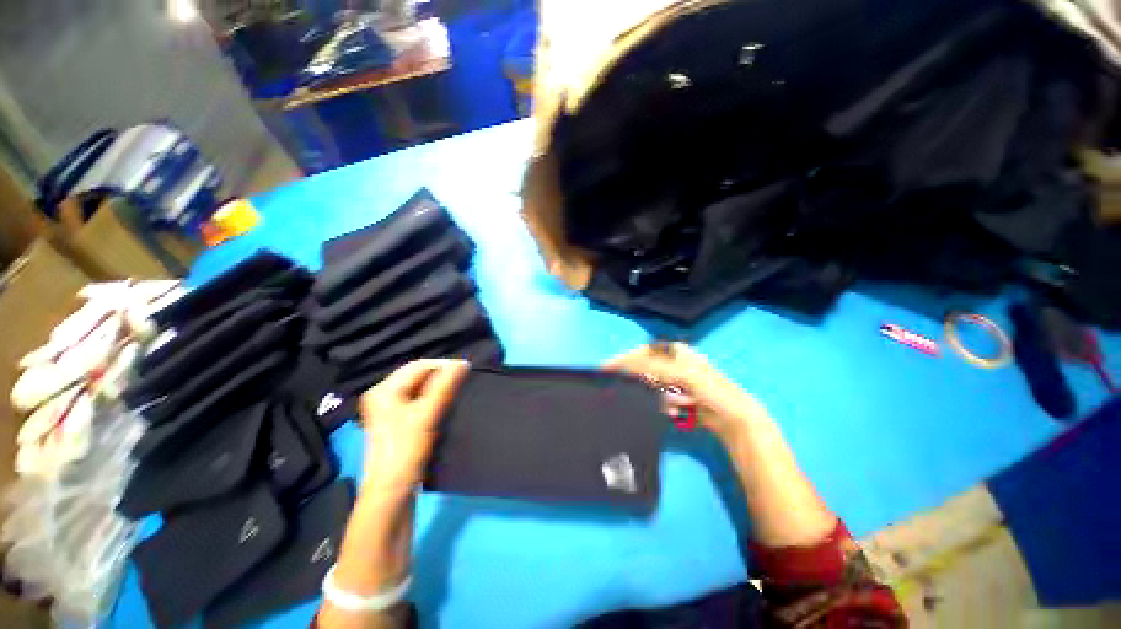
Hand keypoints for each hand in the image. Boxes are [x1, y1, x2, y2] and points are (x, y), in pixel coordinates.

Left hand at [359, 359, 469, 494]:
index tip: (467, 368)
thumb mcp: (426, 415)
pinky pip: (420, 401)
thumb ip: (444, 386)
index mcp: (383, 390)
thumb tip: (463, 363)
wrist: (392, 493)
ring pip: (420, 389)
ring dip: (440, 387)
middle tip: (464, 379)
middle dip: (441, 375)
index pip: (417, 366)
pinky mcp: (399, 423)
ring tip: (460, 389)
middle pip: (417, 376)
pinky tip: (448, 403)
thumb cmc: (405, 450)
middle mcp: (383, 396)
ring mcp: (390, 410)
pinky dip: (435, 399)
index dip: (442, 365)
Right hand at [604, 342, 766, 440]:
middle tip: (645, 393)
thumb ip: (649, 367)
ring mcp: (677, 382)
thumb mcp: (677, 372)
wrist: (734, 418)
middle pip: (647, 370)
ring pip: (653, 388)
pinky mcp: (679, 398)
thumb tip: (623, 364)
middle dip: (646, 383)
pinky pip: (661, 400)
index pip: (642, 352)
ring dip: (658, 397)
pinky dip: (665, 406)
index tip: (607, 368)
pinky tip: (677, 412)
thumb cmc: (708, 388)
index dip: (625, 359)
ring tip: (675, 406)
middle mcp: (674, 363)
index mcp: (675, 351)